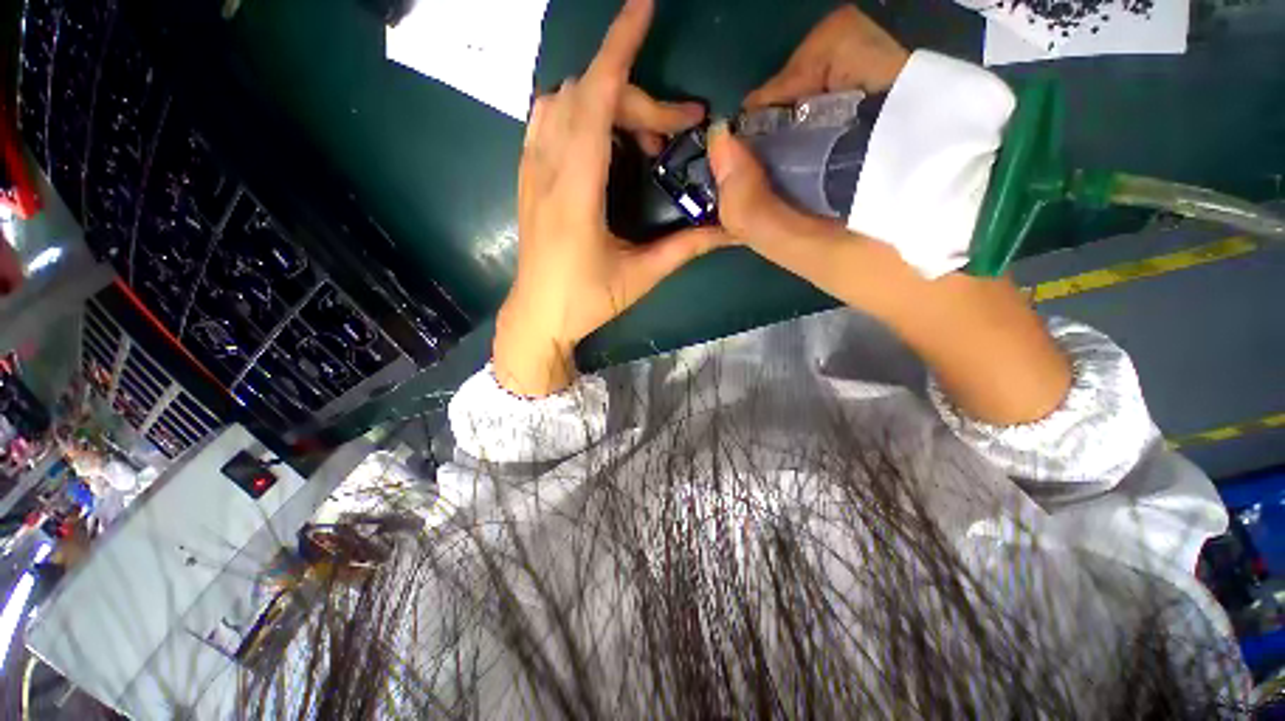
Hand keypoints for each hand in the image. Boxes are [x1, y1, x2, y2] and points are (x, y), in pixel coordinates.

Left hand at [494, 0, 723, 397]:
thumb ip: (685, 248)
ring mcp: (531, 170)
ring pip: (563, 100)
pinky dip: (580, 112)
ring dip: (607, 101)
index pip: (596, 100)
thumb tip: (730, 229)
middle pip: (588, 95)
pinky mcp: (527, 176)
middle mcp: (547, 169)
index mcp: (576, 193)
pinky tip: (602, 140)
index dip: (620, 49)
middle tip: (673, 133)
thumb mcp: (640, 277)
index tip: (643, 8)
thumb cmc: (585, 301)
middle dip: (639, 99)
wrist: (537, 315)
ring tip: (638, 139)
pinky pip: (547, 119)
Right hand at [707, 6, 913, 299]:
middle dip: (785, 104)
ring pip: (844, 79)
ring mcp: (917, 110)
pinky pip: (855, 106)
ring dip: (799, 119)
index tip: (758, 138)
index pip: (836, 44)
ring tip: (783, 171)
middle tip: (765, 158)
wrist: (950, 294)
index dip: (784, 82)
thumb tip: (719, 146)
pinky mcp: (914, 131)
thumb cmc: (886, 277)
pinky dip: (818, 131)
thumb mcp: (811, 253)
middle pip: (835, 56)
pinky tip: (808, 174)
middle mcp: (913, 95)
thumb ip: (757, 210)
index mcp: (898, 113)